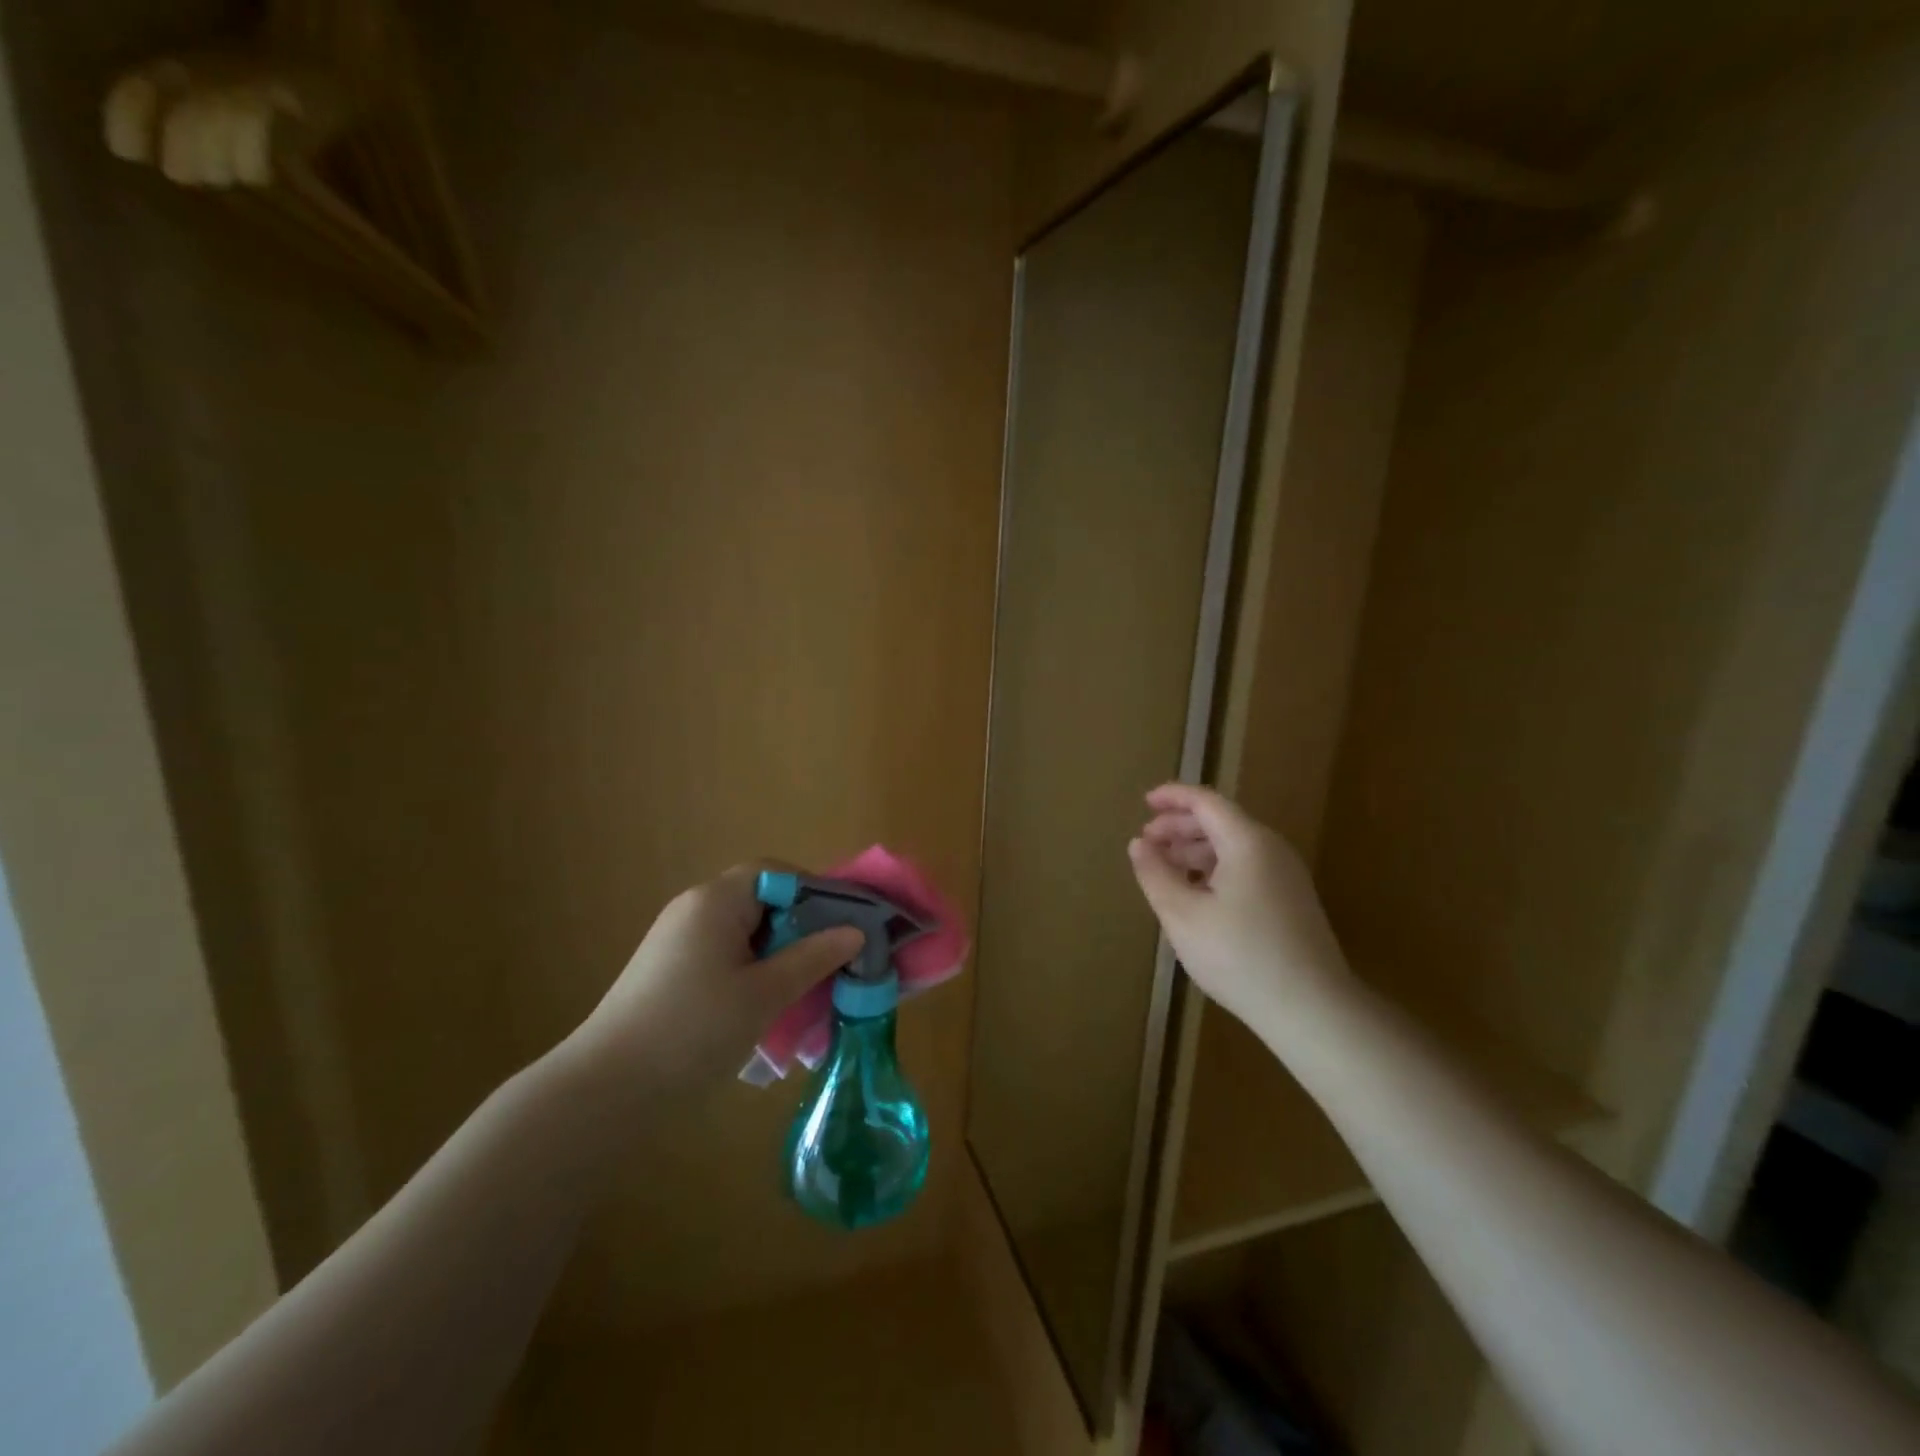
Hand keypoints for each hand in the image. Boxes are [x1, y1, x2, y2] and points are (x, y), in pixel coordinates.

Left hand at [563, 864, 862, 1100]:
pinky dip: (754, 975)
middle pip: (762, 902)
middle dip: (802, 929)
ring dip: (780, 957)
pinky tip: (769, 1011)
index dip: (815, 892)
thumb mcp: (764, 994)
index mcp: (716, 901)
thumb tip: (855, 932)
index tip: (845, 924)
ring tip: (808, 991)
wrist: (605, 1092)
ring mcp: (678, 944)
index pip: (775, 873)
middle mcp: (694, 911)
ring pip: (746, 936)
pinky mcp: (670, 976)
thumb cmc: (693, 1030)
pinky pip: (726, 960)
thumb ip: (813, 958)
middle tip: (833, 962)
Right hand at [1128, 784, 1350, 1034]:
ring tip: (1164, 867)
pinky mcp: (1291, 901)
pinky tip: (1196, 894)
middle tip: (1147, 840)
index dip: (1173, 797)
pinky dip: (1214, 868)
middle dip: (1180, 825)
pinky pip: (1246, 867)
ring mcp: (1286, 876)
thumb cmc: (1239, 955)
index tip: (1144, 802)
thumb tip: (1138, 844)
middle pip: (1221, 821)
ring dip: (1195, 849)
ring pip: (1233, 846)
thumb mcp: (1182, 914)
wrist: (1311, 1008)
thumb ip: (1155, 873)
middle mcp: (1271, 849)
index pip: (1206, 801)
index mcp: (1246, 842)